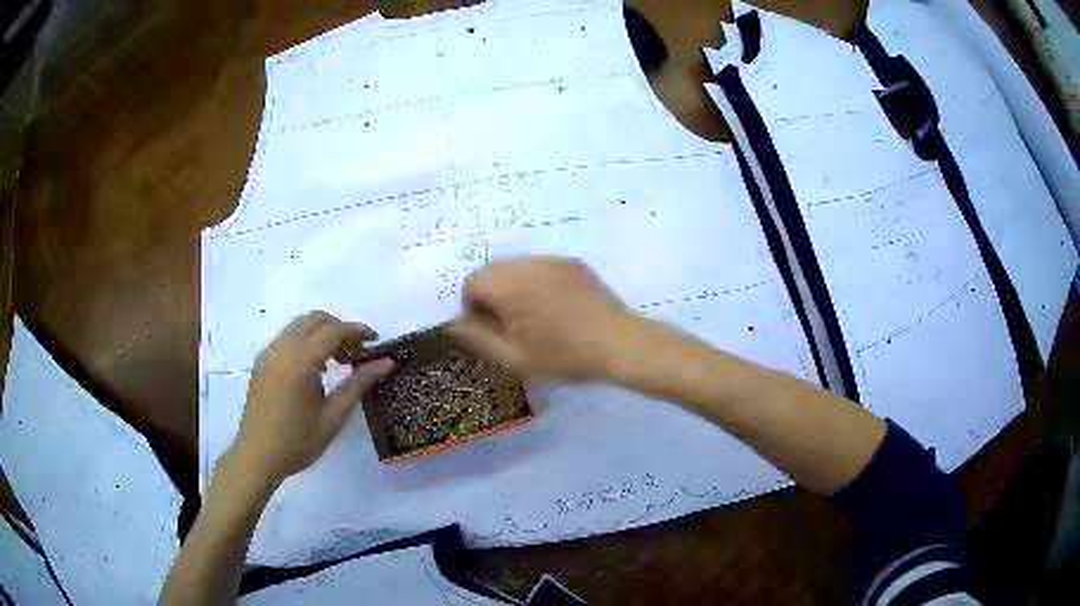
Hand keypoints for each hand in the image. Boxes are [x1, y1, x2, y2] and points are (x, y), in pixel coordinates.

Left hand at [227, 311, 393, 485]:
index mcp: (300, 361)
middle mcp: (282, 348)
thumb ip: (359, 384)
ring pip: (300, 325)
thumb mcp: (333, 416)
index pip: (333, 330)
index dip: (357, 330)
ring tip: (338, 361)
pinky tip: (315, 368)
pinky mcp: (262, 361)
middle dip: (340, 328)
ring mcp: (269, 352)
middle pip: (316, 319)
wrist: (257, 456)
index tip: (376, 340)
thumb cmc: (298, 441)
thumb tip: (387, 362)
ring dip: (323, 333)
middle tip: (357, 353)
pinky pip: (288, 337)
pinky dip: (307, 341)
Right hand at [446, 257, 629, 379]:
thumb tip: (453, 324)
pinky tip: (555, 308)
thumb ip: (476, 338)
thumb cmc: (563, 354)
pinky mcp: (572, 263)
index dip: (473, 309)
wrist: (619, 343)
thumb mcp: (513, 357)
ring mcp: (553, 259)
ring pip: (516, 268)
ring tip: (534, 318)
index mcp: (508, 283)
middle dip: (492, 296)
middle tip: (511, 327)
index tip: (491, 332)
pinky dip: (536, 283)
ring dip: (514, 288)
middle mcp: (527, 262)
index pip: (471, 284)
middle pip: (492, 271)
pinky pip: (540, 268)